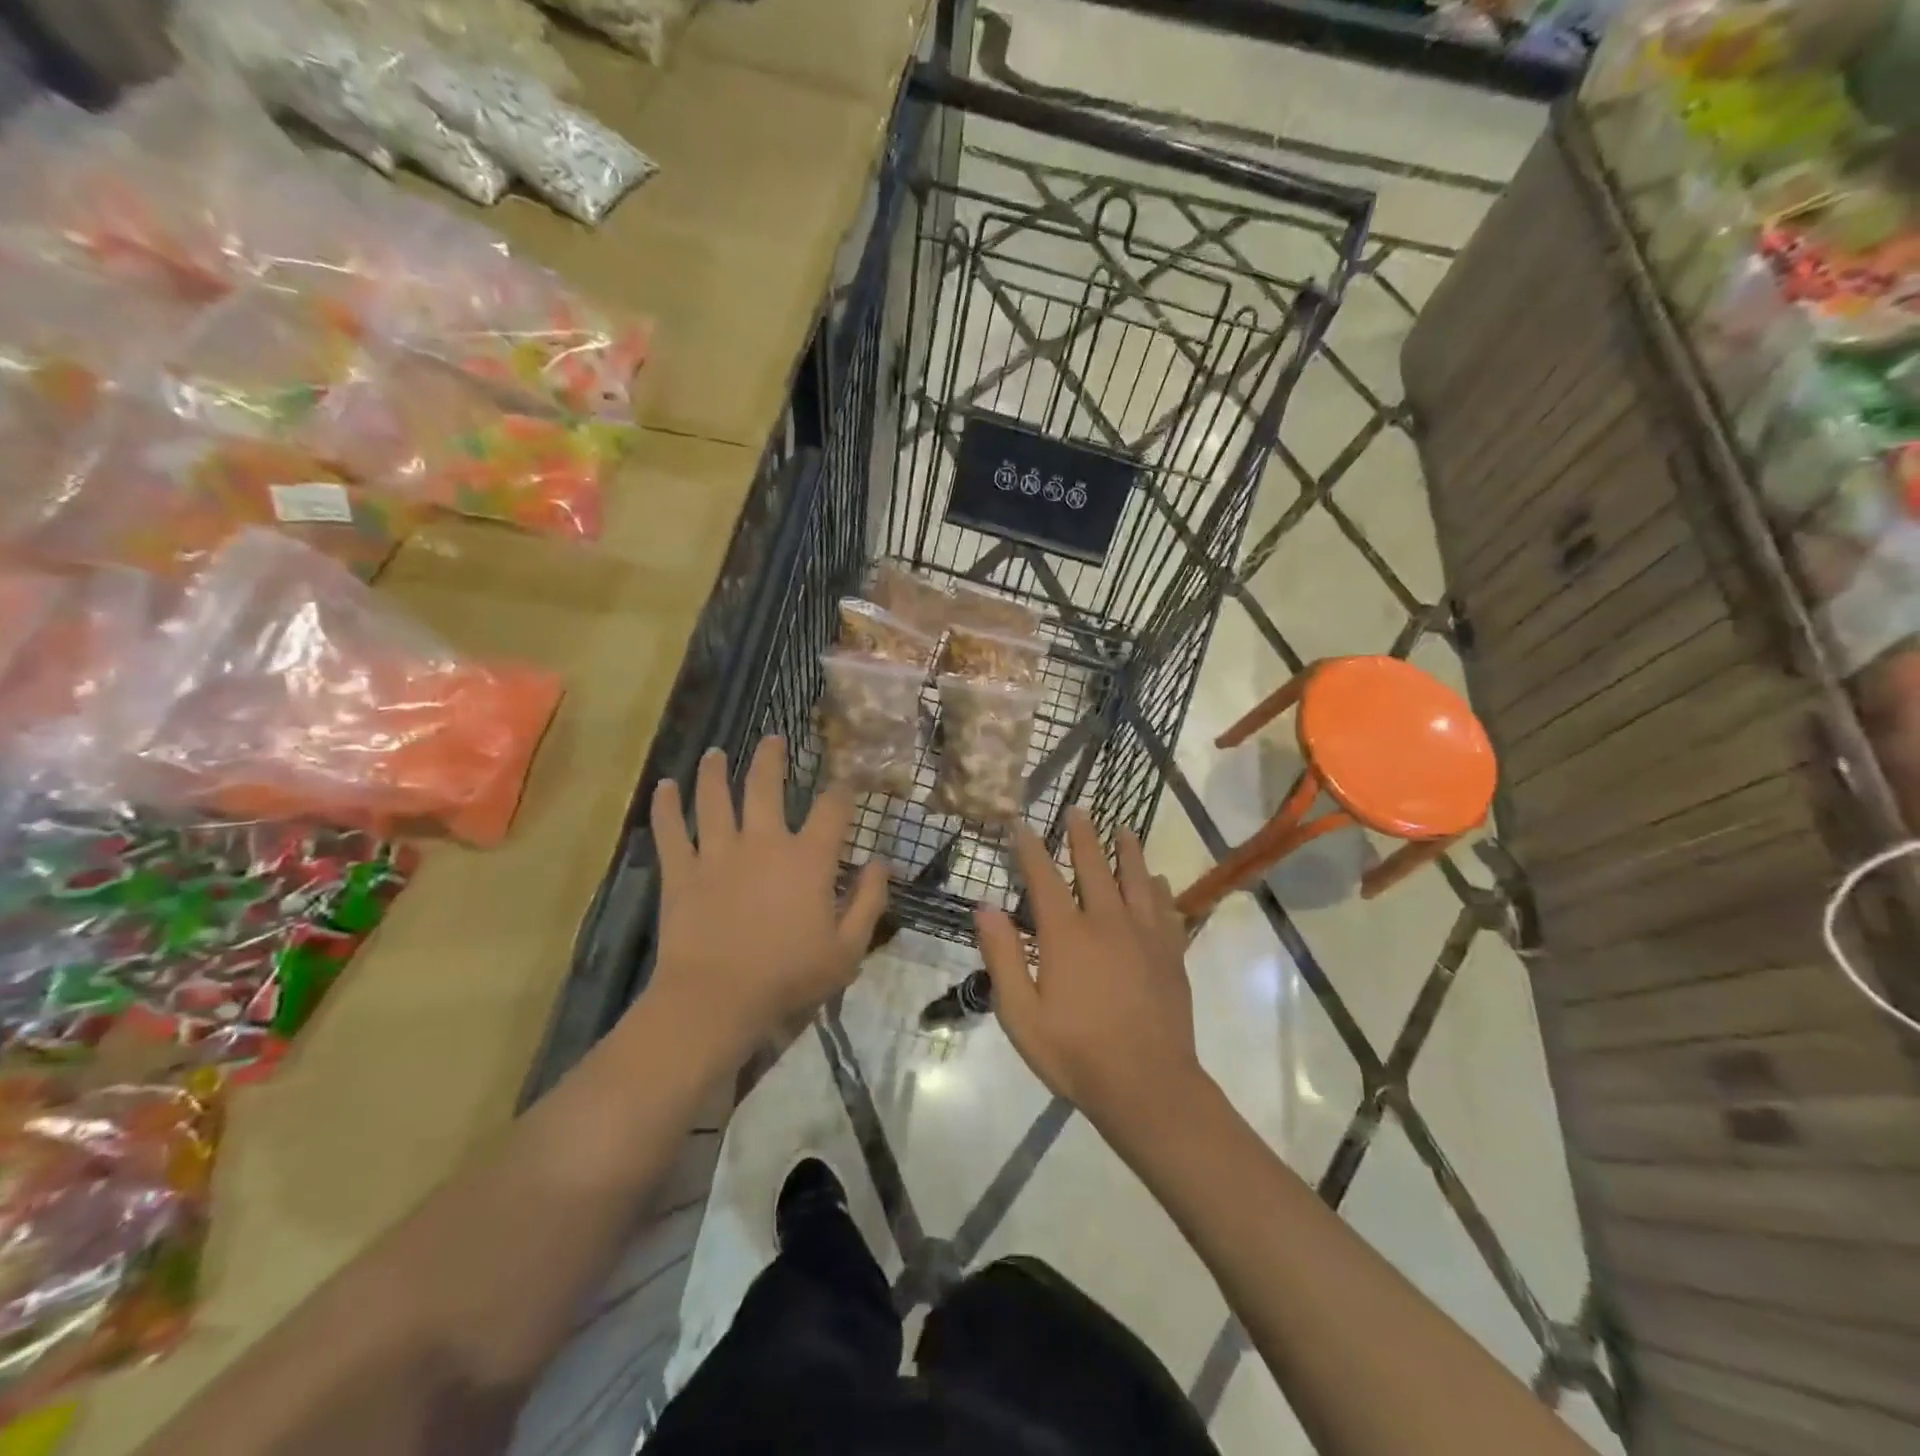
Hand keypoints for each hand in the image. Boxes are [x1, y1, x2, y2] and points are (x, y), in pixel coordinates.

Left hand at [644, 737, 888, 1065]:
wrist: (717, 1000)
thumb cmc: (788, 977)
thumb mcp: (847, 949)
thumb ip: (869, 902)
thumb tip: (881, 863)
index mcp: (807, 858)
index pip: (832, 809)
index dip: (843, 790)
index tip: (847, 780)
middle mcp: (763, 842)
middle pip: (765, 786)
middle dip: (772, 758)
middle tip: (774, 739)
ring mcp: (718, 853)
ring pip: (714, 798)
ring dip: (715, 772)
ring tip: (716, 753)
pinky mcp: (682, 872)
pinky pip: (671, 831)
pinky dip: (666, 807)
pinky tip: (664, 787)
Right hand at [976, 808, 1208, 1137]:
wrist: (1148, 1086)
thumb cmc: (1076, 1053)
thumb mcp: (1021, 1014)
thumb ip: (1003, 957)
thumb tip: (985, 908)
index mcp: (1067, 935)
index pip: (1044, 878)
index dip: (1031, 849)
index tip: (1023, 824)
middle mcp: (1107, 922)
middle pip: (1094, 866)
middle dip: (1082, 836)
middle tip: (1078, 810)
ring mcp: (1144, 935)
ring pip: (1136, 878)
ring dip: (1127, 850)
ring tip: (1123, 828)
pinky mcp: (1171, 953)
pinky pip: (1166, 908)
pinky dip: (1159, 888)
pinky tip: (1157, 879)